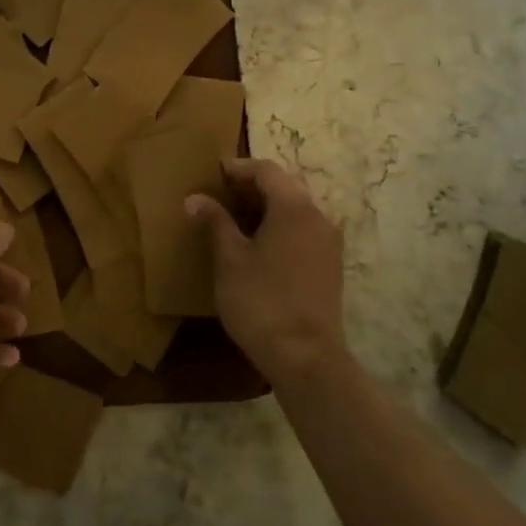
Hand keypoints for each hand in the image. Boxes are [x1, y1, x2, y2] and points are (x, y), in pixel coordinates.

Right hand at [187, 159, 345, 385]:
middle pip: (285, 187)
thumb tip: (195, 198)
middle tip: (220, 195)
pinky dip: (280, 227)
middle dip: (252, 187)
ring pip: (296, 210)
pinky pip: (303, 231)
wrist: (305, 357)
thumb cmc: (261, 301)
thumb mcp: (229, 259)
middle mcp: (318, 218)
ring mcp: (329, 244)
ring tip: (234, 220)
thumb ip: (214, 223)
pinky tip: (258, 247)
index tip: (213, 174)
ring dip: (267, 208)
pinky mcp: (330, 267)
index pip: (267, 171)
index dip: (238, 168)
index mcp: (295, 209)